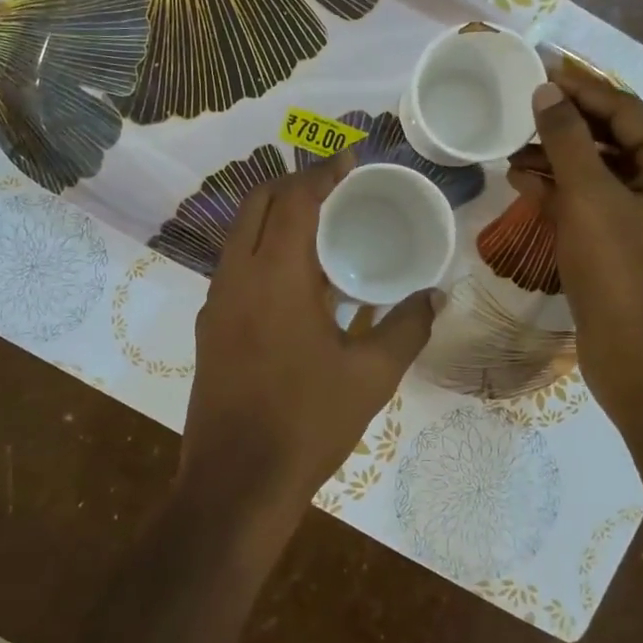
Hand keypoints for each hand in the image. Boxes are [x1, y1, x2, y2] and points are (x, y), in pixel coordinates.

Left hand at [180, 154, 439, 536]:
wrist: (236, 483)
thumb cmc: (307, 424)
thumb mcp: (370, 376)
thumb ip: (406, 327)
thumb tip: (434, 296)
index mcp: (275, 276)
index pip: (294, 199)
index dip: (322, 172)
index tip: (350, 159)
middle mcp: (236, 277)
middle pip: (256, 204)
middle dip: (293, 184)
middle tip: (335, 187)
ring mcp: (215, 303)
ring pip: (239, 234)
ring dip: (274, 217)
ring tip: (320, 227)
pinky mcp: (209, 328)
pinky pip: (234, 267)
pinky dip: (262, 250)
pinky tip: (297, 280)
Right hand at [507, 63, 642, 426]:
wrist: (636, 358)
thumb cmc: (619, 270)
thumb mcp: (589, 196)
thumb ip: (566, 139)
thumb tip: (546, 92)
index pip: (628, 111)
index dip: (582, 89)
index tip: (542, 71)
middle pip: (616, 140)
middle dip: (566, 128)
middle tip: (522, 112)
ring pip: (603, 174)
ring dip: (559, 161)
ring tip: (513, 152)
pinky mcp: (633, 245)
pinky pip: (598, 204)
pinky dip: (565, 193)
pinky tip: (524, 184)